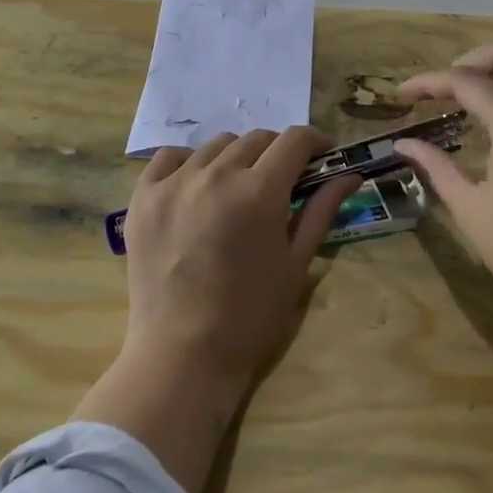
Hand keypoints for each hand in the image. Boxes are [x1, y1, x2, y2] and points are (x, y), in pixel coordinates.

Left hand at [121, 126, 360, 401]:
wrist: (183, 354)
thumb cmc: (251, 315)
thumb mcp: (296, 263)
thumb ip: (321, 210)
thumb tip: (350, 174)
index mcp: (260, 191)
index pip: (294, 140)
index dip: (315, 141)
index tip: (322, 154)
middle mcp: (216, 174)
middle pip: (256, 139)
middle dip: (278, 152)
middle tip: (283, 179)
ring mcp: (174, 183)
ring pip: (215, 145)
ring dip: (236, 158)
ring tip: (238, 187)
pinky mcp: (143, 196)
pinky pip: (169, 157)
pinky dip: (189, 163)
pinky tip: (196, 187)